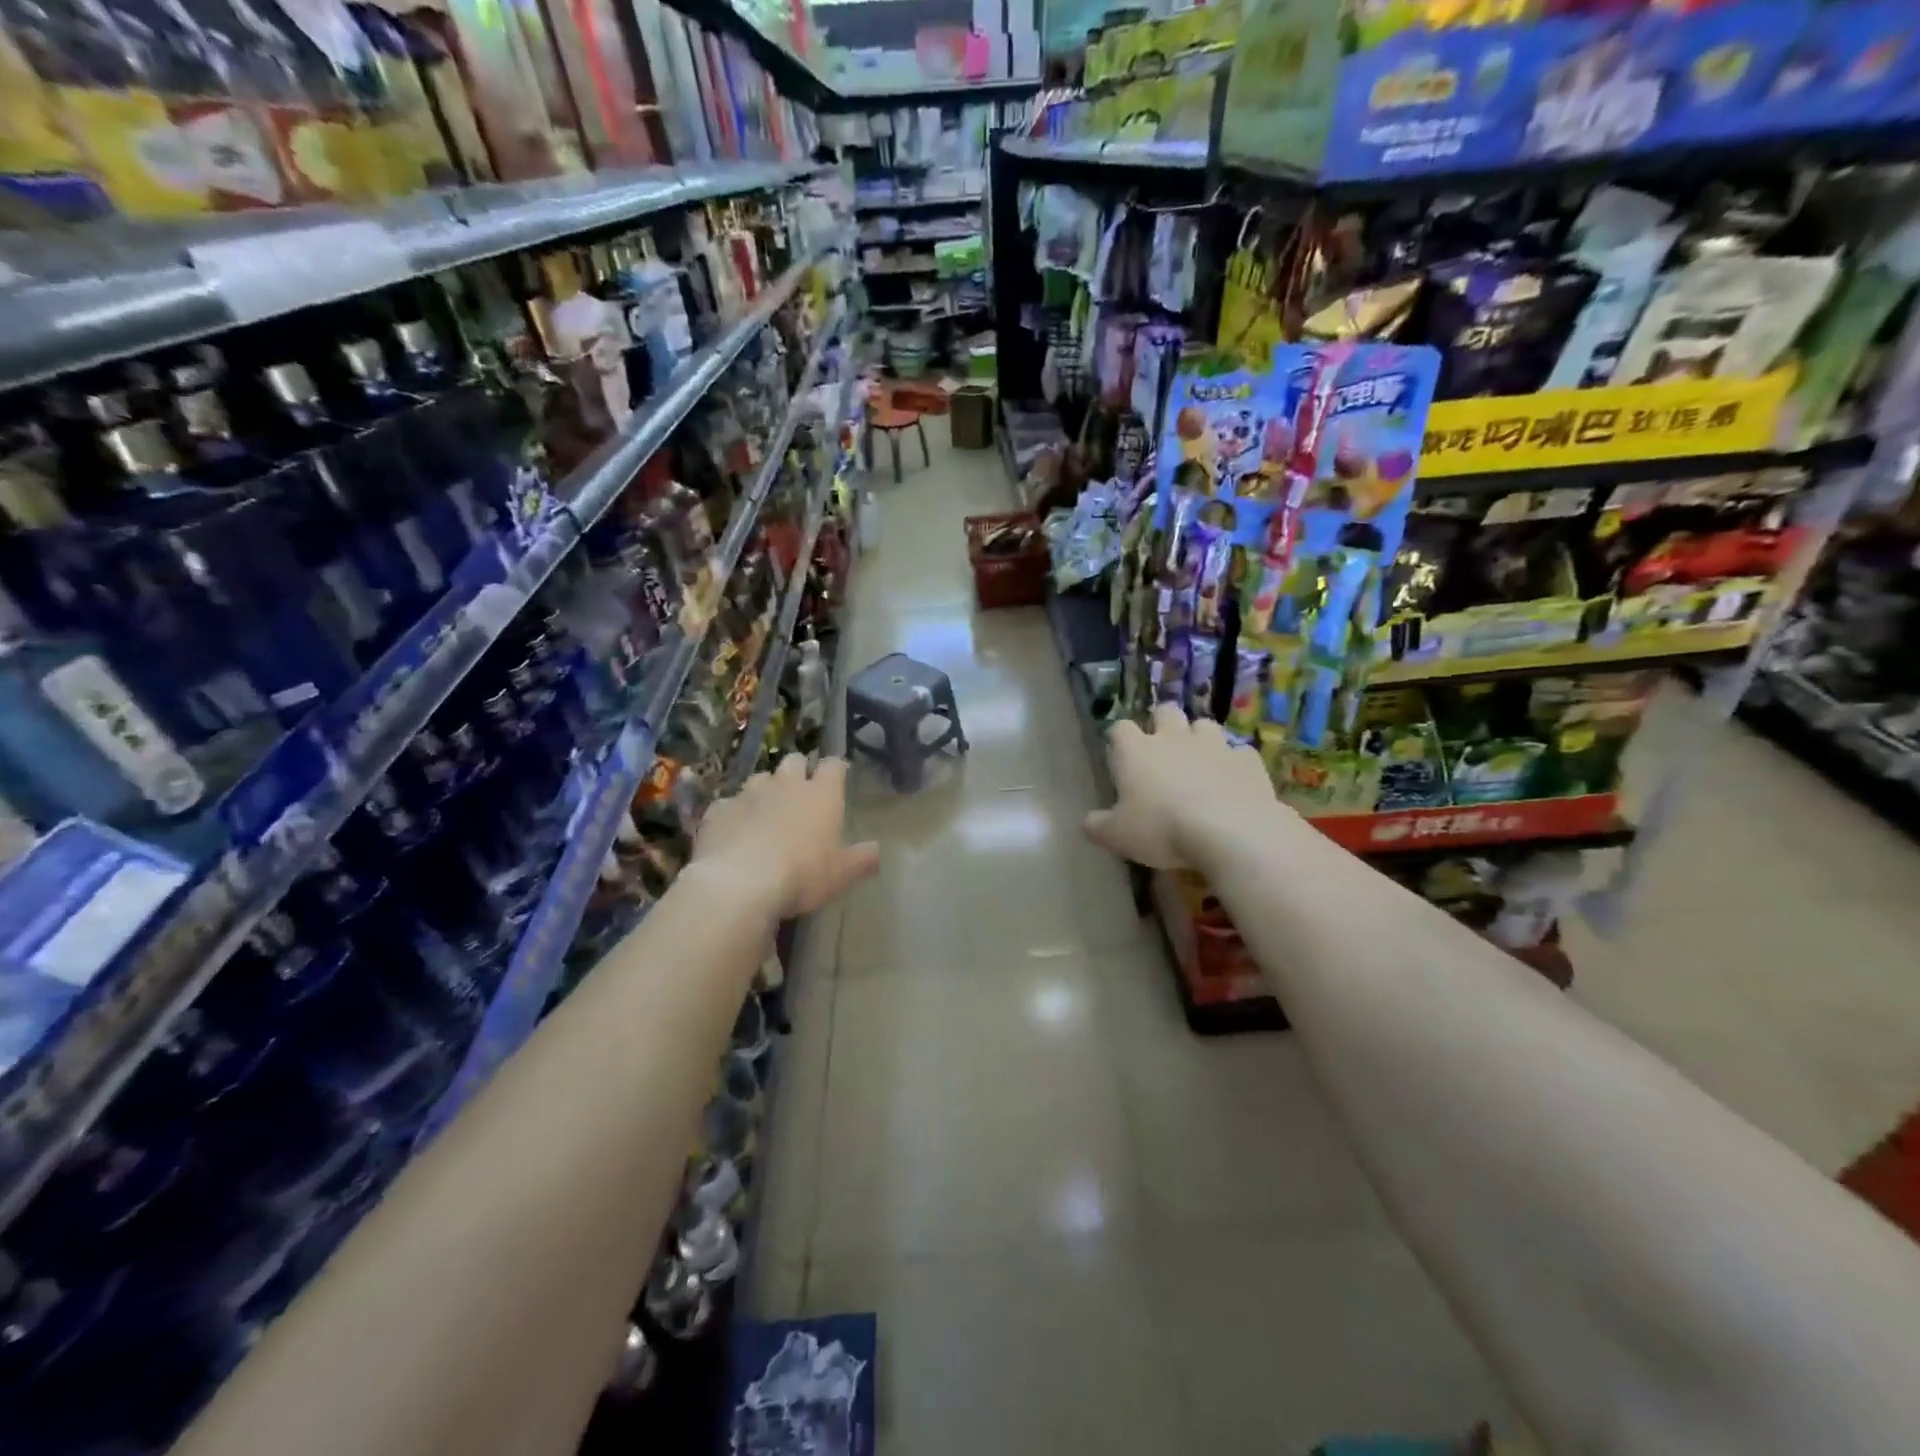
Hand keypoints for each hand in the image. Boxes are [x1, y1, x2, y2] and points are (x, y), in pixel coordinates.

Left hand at [694, 754, 878, 918]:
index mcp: (821, 794)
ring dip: (765, 789)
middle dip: (799, 770)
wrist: (739, 883)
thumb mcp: (841, 874)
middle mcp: (786, 784)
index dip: (836, 769)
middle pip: (794, 761)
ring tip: (766, 810)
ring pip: (760, 778)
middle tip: (801, 792)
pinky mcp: (718, 810)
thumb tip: (877, 850)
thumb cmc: (802, 874)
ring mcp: (748, 793)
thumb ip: (862, 860)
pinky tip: (734, 830)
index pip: (833, 766)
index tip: (838, 776)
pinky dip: (734, 812)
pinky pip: (728, 803)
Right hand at [1084, 704, 1282, 870]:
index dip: (1118, 738)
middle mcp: (1174, 738)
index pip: (1120, 728)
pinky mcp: (1247, 760)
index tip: (1118, 753)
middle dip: (1162, 724)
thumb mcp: (1118, 836)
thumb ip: (1098, 827)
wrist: (1230, 832)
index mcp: (1137, 751)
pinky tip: (1232, 780)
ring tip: (1199, 762)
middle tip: (1161, 750)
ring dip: (1199, 738)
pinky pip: (1238, 752)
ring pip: (1204, 725)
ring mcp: (1214, 745)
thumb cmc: (1162, 829)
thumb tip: (1088, 823)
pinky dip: (1233, 762)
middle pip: (1165, 712)